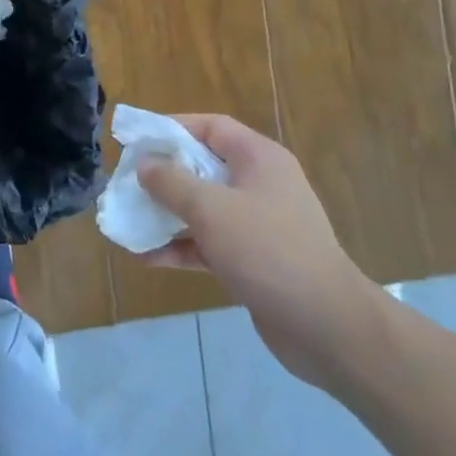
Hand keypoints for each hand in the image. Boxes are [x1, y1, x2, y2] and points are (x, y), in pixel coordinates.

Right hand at [138, 115, 383, 386]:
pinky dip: (182, 247)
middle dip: (164, 175)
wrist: (327, 328)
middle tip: (127, 182)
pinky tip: (147, 258)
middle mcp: (260, 184)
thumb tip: (145, 164)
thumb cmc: (268, 250)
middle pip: (203, 167)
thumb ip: (171, 182)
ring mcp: (260, 224)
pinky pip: (210, 243)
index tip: (137, 139)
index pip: (211, 127)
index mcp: (259, 159)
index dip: (172, 128)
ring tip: (130, 221)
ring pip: (204, 208)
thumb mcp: (211, 209)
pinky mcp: (255, 260)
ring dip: (168, 214)